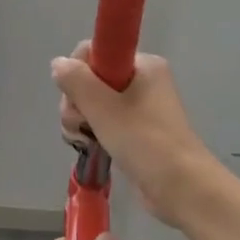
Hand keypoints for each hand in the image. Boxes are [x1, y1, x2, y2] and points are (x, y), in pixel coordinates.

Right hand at [52, 42, 218, 228]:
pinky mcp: (136, 131)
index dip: (78, 73)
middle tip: (80, 124)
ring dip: (80, 120)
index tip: (76, 98)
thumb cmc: (144, 141)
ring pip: (93, 103)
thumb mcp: (104, 107)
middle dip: (76, 102)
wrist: (181, 187)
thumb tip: (58, 63)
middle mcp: (143, 81)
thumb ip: (77, 81)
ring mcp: (140, 107)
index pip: (96, 51)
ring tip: (85, 140)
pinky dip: (92, 132)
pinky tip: (89, 146)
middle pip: (91, 79)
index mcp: (143, 65)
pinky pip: (103, 122)